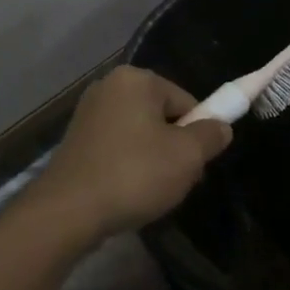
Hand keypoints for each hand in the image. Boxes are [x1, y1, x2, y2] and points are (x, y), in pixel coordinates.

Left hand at [29, 66, 231, 242]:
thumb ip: (210, 135)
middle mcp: (110, 85)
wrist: (69, 210)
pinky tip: (126, 192)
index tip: (196, 165)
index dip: (197, 133)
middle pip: (161, 115)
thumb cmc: (134, 174)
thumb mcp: (187, 157)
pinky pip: (117, 146)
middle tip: (176, 181)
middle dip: (174, 147)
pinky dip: (127, 165)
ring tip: (150, 191)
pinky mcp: (76, 137)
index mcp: (136, 79)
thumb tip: (221, 126)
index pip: (185, 100)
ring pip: (140, 133)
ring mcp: (89, 111)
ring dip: (152, 159)